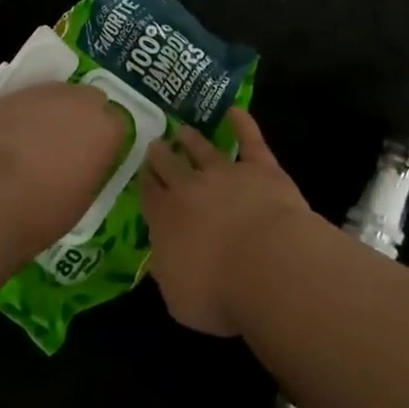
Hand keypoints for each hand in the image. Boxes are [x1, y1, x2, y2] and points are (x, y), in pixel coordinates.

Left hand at [0, 82, 131, 255]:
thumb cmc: (45, 209)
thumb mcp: (85, 197)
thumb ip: (93, 167)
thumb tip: (86, 163)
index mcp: (106, 127)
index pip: (117, 124)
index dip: (105, 141)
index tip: (94, 158)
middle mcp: (80, 101)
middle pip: (90, 99)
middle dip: (82, 117)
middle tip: (68, 145)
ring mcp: (43, 93)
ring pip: (56, 95)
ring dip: (52, 112)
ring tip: (35, 141)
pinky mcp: (10, 95)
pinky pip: (25, 102)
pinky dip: (23, 116)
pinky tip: (10, 139)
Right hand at [142, 108, 313, 336]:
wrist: (267, 264)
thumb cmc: (218, 292)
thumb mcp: (178, 298)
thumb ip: (167, 272)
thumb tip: (161, 260)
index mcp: (166, 219)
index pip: (150, 195)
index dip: (145, 182)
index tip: (142, 172)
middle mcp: (191, 189)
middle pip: (171, 166)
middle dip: (162, 154)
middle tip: (156, 143)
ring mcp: (226, 173)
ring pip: (204, 150)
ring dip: (192, 139)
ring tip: (183, 129)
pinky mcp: (261, 168)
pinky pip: (250, 140)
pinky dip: (243, 123)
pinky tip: (236, 110)